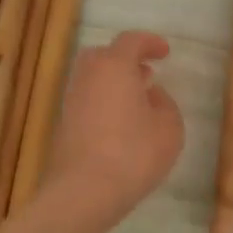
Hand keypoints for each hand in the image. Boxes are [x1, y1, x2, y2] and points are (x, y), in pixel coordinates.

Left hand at [45, 31, 184, 218]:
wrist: (83, 191)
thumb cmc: (133, 153)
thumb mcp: (169, 127)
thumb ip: (165, 103)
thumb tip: (151, 95)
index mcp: (114, 66)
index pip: (131, 41)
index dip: (150, 43)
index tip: (165, 52)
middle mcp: (88, 76)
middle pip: (103, 55)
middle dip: (125, 59)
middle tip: (145, 73)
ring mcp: (71, 100)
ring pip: (92, 79)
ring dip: (113, 82)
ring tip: (136, 100)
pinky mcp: (63, 125)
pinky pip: (87, 100)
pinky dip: (103, 102)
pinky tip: (120, 123)